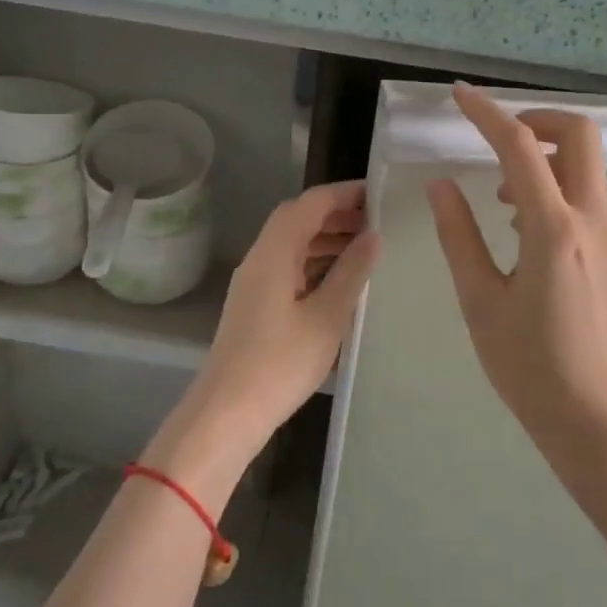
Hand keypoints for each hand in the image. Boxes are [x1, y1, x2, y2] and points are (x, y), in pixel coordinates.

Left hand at [148, 181, 380, 492]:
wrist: (227, 412)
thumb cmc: (281, 363)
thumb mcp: (327, 316)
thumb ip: (352, 272)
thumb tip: (374, 236)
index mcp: (274, 252)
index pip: (310, 203)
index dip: (344, 193)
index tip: (379, 194)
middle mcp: (260, 258)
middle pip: (298, 219)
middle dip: (337, 215)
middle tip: (378, 221)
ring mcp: (254, 282)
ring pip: (292, 244)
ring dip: (326, 239)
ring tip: (367, 248)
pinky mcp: (255, 304)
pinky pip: (288, 267)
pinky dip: (315, 263)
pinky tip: (341, 280)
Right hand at [426, 83, 606, 461]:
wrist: (594, 421)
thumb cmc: (528, 366)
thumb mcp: (480, 300)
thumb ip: (459, 235)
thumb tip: (442, 185)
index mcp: (553, 230)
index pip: (520, 147)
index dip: (487, 113)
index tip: (460, 95)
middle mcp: (592, 221)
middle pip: (579, 135)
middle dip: (536, 120)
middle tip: (495, 139)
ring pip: (587, 165)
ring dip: (545, 156)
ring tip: (500, 194)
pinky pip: (588, 195)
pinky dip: (556, 184)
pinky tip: (522, 225)